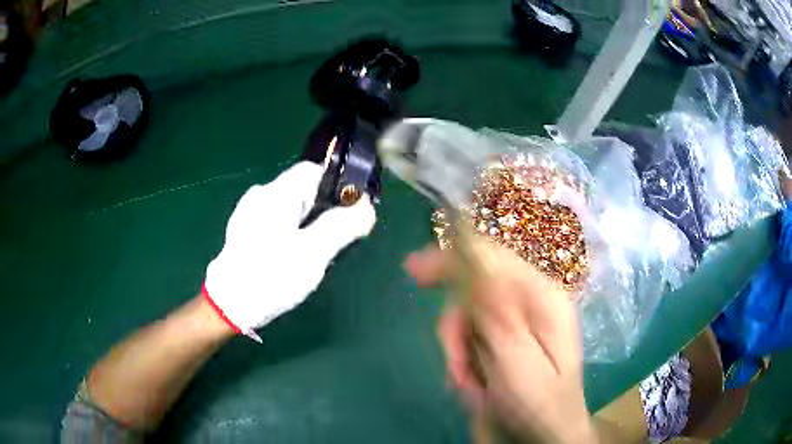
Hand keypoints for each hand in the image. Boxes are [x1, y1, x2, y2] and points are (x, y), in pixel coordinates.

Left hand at [204, 161, 375, 340]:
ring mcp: (249, 212)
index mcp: (278, 193)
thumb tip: (367, 207)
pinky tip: (288, 257)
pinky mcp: (244, 230)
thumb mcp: (314, 252)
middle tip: (331, 242)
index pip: (314, 171)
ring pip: (291, 208)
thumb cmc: (271, 276)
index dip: (337, 187)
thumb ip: (342, 226)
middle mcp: (262, 195)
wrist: (229, 305)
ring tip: (310, 254)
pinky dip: (290, 233)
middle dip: (323, 211)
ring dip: (307, 224)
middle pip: (303, 190)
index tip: (350, 213)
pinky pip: (276, 221)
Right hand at [404, 240, 594, 442]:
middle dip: (456, 322)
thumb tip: (474, 265)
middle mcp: (532, 302)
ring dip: (459, 347)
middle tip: (453, 360)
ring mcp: (520, 320)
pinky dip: (464, 356)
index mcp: (542, 299)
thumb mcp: (518, 365)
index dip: (451, 258)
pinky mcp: (508, 338)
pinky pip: (473, 334)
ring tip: (466, 381)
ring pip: (470, 314)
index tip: (412, 269)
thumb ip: (498, 317)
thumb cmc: (538, 406)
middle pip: (477, 285)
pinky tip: (471, 380)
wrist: (548, 434)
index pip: (493, 258)